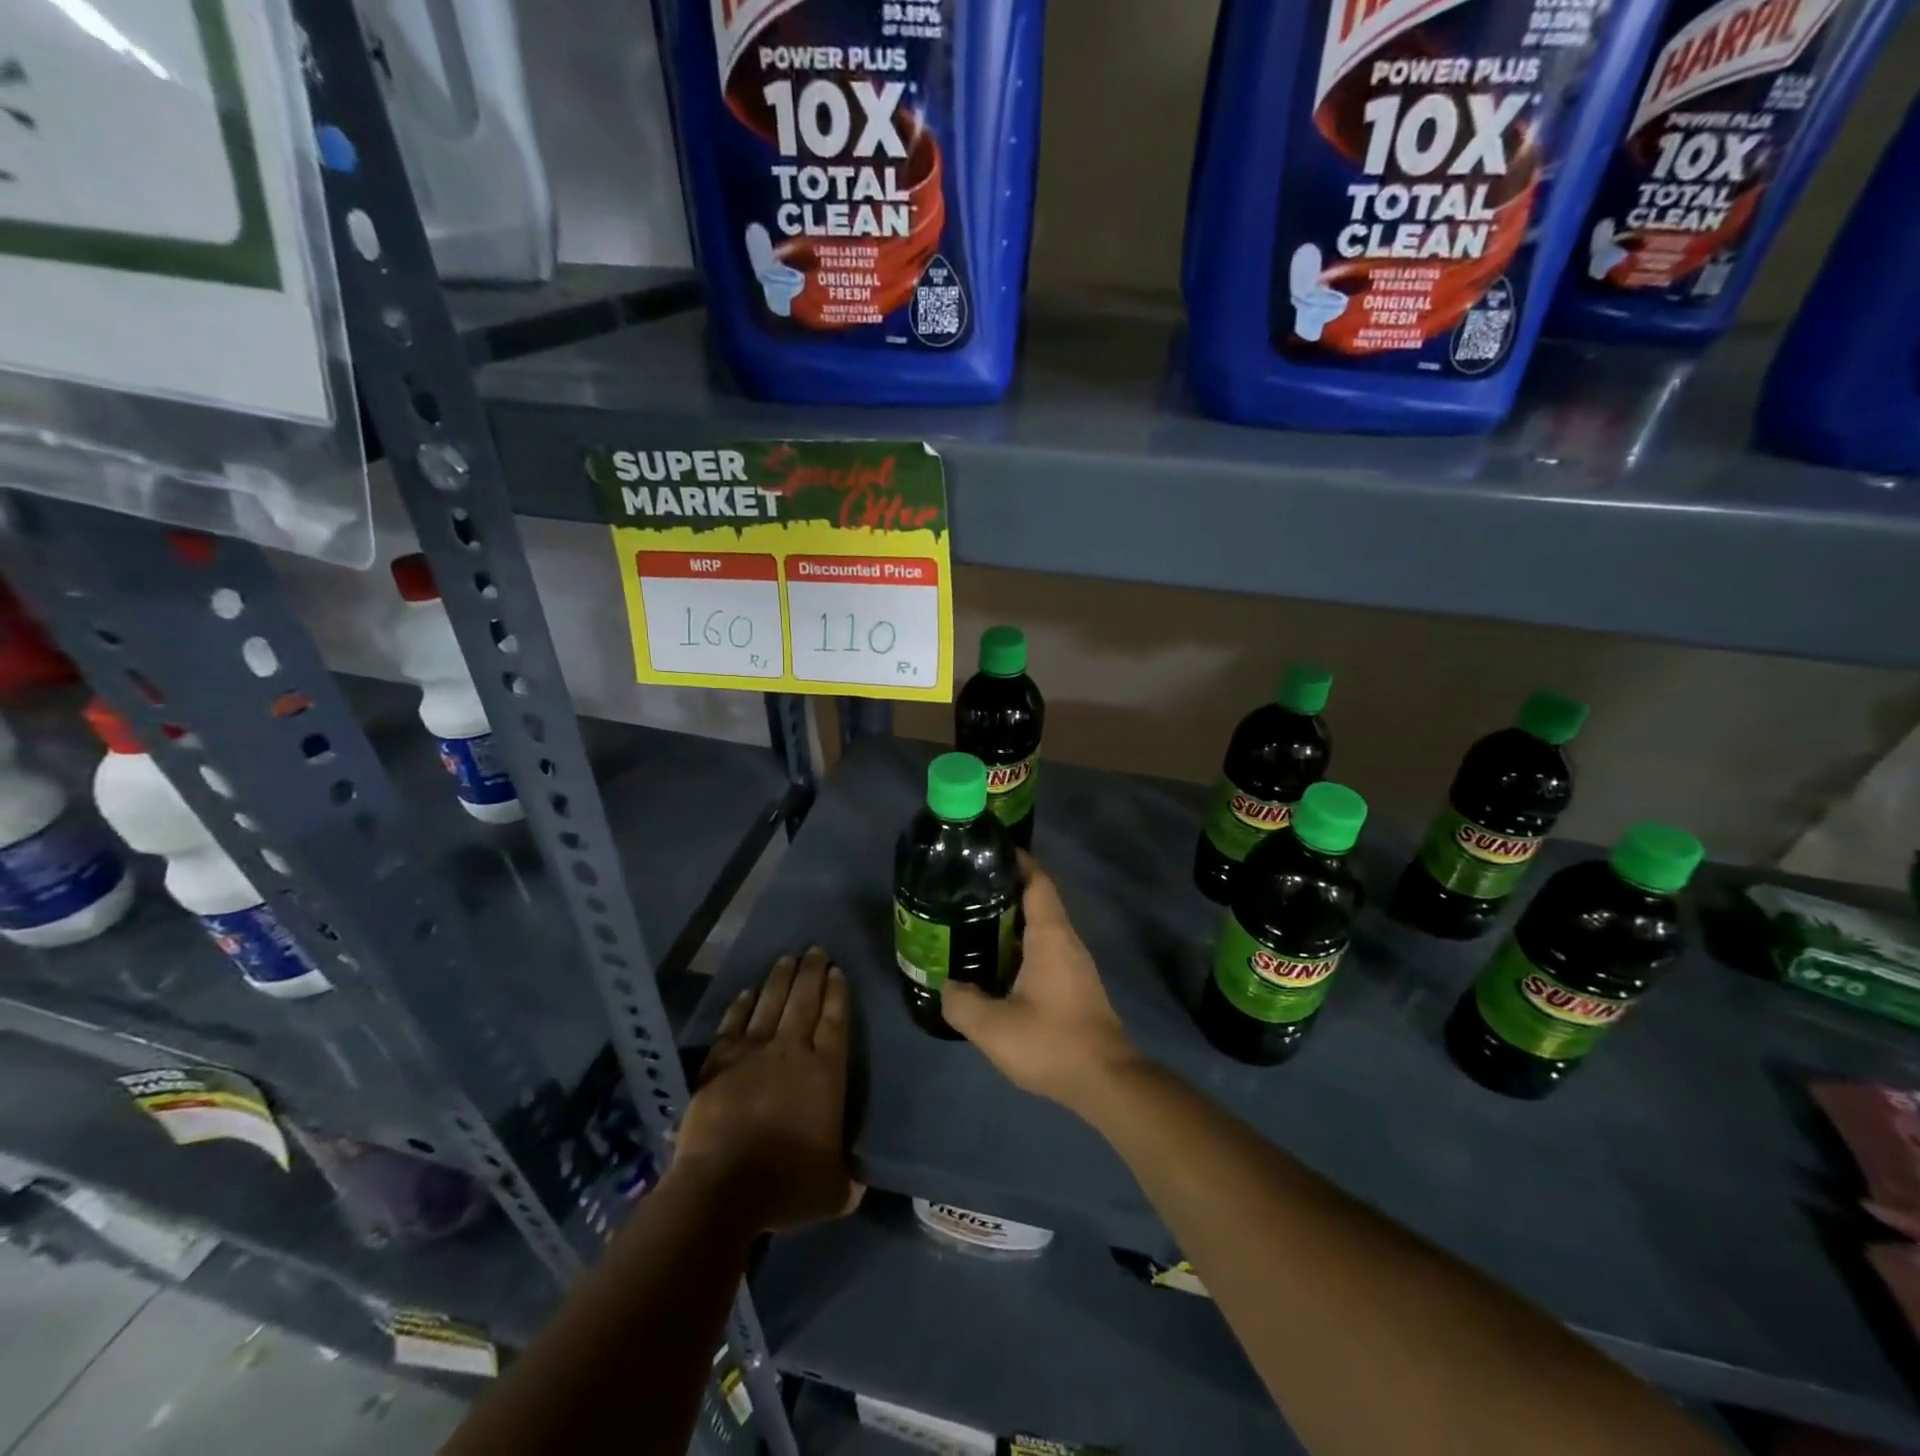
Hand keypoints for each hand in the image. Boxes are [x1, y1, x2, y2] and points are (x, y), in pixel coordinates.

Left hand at [674, 948, 855, 1231]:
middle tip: (815, 949)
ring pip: (771, 1003)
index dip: (837, 993)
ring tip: (787, 959)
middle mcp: (792, 1051)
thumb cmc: (785, 1185)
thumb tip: (859, 1186)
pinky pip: (733, 1025)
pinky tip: (747, 992)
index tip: (837, 970)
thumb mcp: (833, 1191)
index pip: (835, 1020)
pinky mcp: (719, 1063)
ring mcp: (753, 1053)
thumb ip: (848, 1181)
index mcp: (825, 1073)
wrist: (722, 1187)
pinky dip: (741, 1005)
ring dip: (780, 979)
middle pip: (804, 1000)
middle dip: (812, 972)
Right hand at [942, 857, 1140, 1113]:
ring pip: (1040, 927)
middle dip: (1003, 890)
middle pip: (1037, 900)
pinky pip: (1044, 949)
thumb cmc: (1052, 1043)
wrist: (1106, 1081)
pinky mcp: (1075, 984)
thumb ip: (962, 1003)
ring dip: (1010, 921)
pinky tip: (996, 964)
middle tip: (965, 891)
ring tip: (972, 923)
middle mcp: (1066, 941)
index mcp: (1050, 936)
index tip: (987, 852)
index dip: (1017, 860)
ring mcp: (1074, 963)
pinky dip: (1020, 945)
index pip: (1037, 881)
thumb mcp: (994, 1028)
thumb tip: (947, 987)